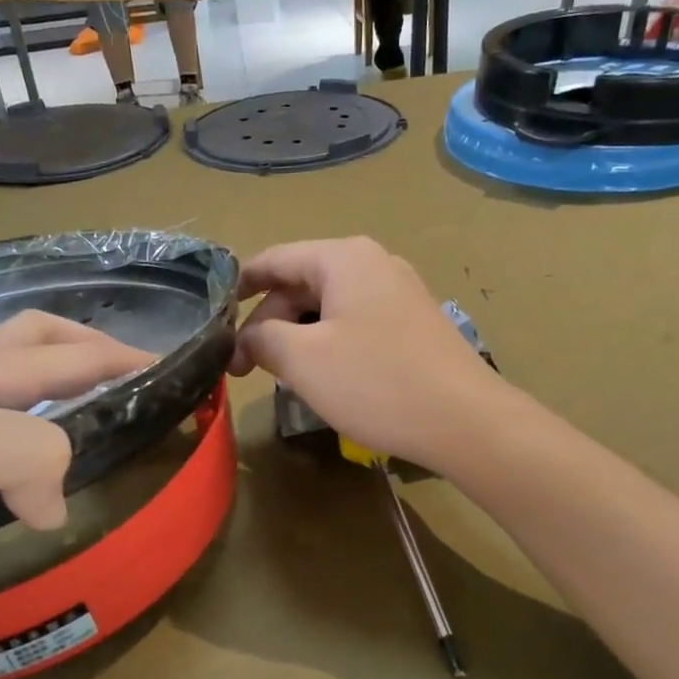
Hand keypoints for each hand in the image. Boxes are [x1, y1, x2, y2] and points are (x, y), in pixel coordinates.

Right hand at [229, 237, 505, 469]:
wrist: (465, 421)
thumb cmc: (376, 383)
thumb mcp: (303, 360)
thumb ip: (263, 338)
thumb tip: (247, 337)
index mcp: (343, 258)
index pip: (273, 259)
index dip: (239, 288)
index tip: (214, 322)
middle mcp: (373, 263)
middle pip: (301, 283)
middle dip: (268, 322)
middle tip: (245, 368)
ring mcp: (399, 293)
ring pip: (327, 306)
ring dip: (297, 337)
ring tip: (280, 376)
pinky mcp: (413, 324)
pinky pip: (355, 323)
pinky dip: (328, 344)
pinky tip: (324, 377)